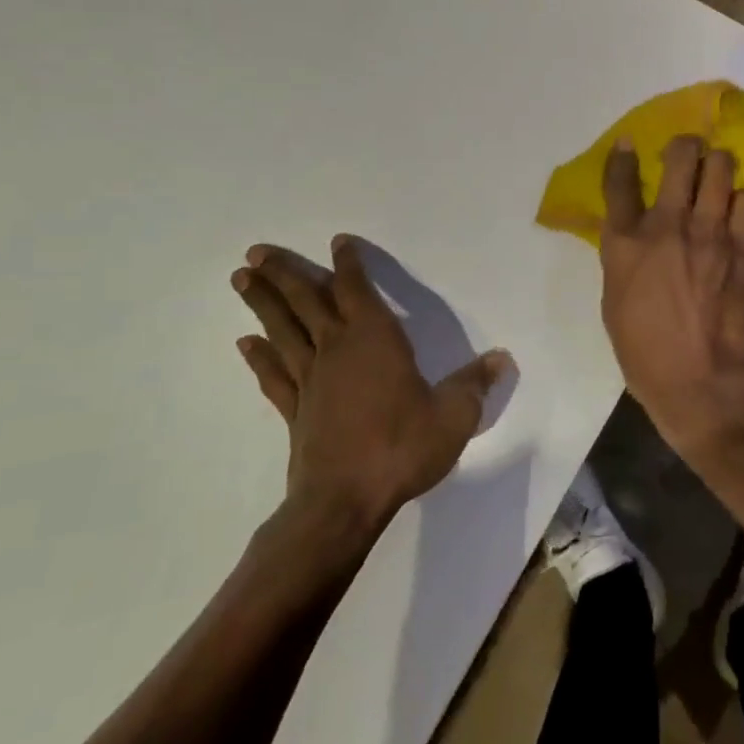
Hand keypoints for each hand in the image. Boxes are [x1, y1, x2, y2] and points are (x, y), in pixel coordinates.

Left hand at [232, 238, 509, 531]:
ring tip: (240, 278)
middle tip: (256, 251)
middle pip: (306, 301)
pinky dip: (258, 357)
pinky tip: (244, 342)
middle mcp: (338, 349)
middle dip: (283, 273)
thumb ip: (474, 383)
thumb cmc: (402, 447)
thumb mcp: (453, 415)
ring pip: (282, 330)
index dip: (348, 263)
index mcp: (375, 339)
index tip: (337, 241)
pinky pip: (273, 374)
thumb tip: (502, 358)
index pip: (357, 289)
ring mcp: (311, 379)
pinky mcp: (295, 410)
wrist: (344, 502)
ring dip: (262, 303)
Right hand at [599, 136, 743, 456]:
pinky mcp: (743, 247)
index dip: (623, 157)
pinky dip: (742, 198)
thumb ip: (622, 257)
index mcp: (625, 243)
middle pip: (680, 157)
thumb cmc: (644, 352)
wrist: (701, 382)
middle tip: (687, 153)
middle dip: (685, 146)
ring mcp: (710, 233)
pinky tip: (737, 208)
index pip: (620, 182)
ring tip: (716, 173)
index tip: (629, 144)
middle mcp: (667, 226)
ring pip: (721, 168)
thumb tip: (631, 232)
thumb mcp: (614, 300)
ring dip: (717, 164)